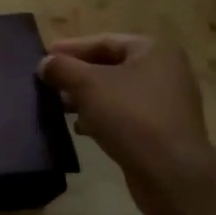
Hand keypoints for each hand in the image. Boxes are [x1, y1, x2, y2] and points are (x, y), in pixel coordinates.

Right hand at [38, 34, 212, 208]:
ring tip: (60, 106)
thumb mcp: (87, 84)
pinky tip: (82, 129)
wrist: (171, 173)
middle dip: (78, 75)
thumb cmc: (130, 115)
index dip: (71, 48)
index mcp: (154, 51)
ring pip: (117, 93)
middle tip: (49, 82)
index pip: (104, 41)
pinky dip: (103, 118)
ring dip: (87, 98)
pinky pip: (126, 116)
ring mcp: (167, 104)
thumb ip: (62, 68)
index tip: (44, 56)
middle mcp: (166, 72)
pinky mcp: (163, 132)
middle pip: (110, 67)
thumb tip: (45, 63)